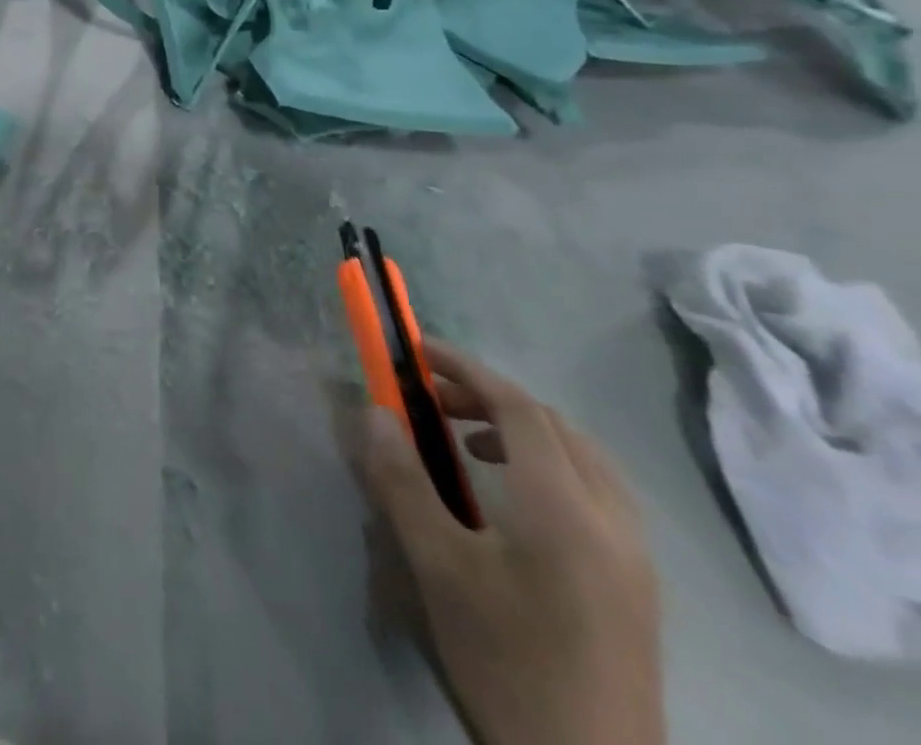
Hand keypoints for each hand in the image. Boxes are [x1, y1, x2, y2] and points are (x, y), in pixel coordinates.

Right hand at [362, 343, 664, 744]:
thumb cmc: (506, 661)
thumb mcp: (439, 568)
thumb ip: (404, 482)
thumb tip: (375, 412)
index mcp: (566, 510)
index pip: (519, 408)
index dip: (467, 370)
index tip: (420, 353)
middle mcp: (612, 521)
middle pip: (554, 426)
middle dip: (490, 397)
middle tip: (434, 401)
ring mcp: (636, 557)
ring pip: (583, 458)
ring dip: (523, 431)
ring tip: (468, 445)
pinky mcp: (639, 587)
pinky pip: (598, 493)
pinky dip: (551, 466)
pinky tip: (514, 500)